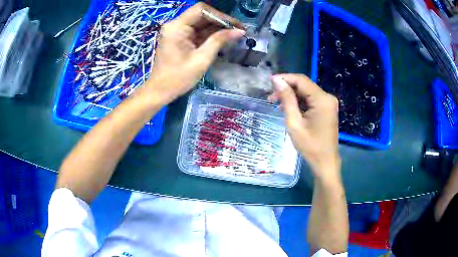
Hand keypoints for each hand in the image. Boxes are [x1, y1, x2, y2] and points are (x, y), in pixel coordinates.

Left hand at [145, 3, 244, 103]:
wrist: (160, 91)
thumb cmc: (178, 78)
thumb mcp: (201, 59)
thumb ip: (219, 41)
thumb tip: (239, 31)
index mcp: (176, 27)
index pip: (201, 10)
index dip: (220, 15)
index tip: (235, 25)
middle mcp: (175, 25)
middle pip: (202, 15)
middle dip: (221, 21)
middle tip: (239, 30)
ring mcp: (177, 31)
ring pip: (201, 23)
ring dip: (217, 28)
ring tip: (234, 35)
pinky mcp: (179, 37)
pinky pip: (197, 31)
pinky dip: (209, 34)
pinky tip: (223, 39)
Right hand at [269, 74, 340, 181]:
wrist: (325, 162)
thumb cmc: (310, 146)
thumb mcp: (294, 122)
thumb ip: (287, 99)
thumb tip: (277, 81)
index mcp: (322, 99)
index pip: (301, 80)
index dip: (284, 78)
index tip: (269, 82)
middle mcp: (328, 97)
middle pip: (304, 85)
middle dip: (287, 89)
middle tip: (271, 98)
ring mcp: (329, 103)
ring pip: (307, 92)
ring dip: (292, 96)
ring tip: (277, 104)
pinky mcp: (327, 109)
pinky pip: (312, 100)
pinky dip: (300, 102)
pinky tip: (290, 109)